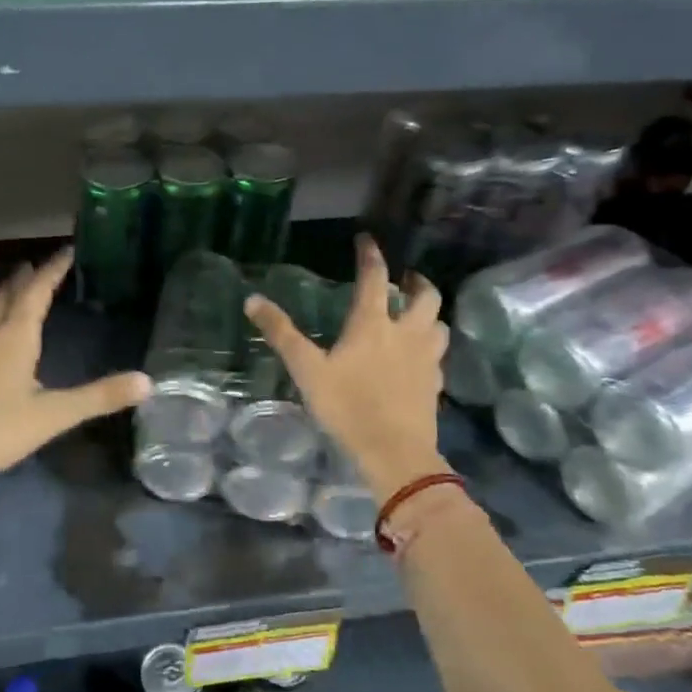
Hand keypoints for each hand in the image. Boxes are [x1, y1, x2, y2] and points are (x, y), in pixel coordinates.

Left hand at [0, 248, 150, 490]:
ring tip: (12, 290)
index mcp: (15, 337)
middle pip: (7, 297)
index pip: (37, 292)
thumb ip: (98, 398)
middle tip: (35, 265)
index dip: (53, 270)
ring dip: (3, 296)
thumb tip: (147, 382)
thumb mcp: (52, 415)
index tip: (66, 251)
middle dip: (24, 279)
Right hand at [245, 235, 447, 494]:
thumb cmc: (347, 407)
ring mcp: (426, 359)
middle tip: (405, 279)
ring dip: (429, 313)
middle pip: (424, 296)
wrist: (394, 452)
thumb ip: (281, 334)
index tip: (367, 239)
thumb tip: (252, 300)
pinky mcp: (435, 384)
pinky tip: (419, 357)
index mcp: (373, 324)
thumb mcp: (306, 370)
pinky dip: (431, 346)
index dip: (371, 255)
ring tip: (416, 315)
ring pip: (439, 324)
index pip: (374, 278)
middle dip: (417, 281)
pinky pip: (438, 355)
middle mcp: (406, 333)